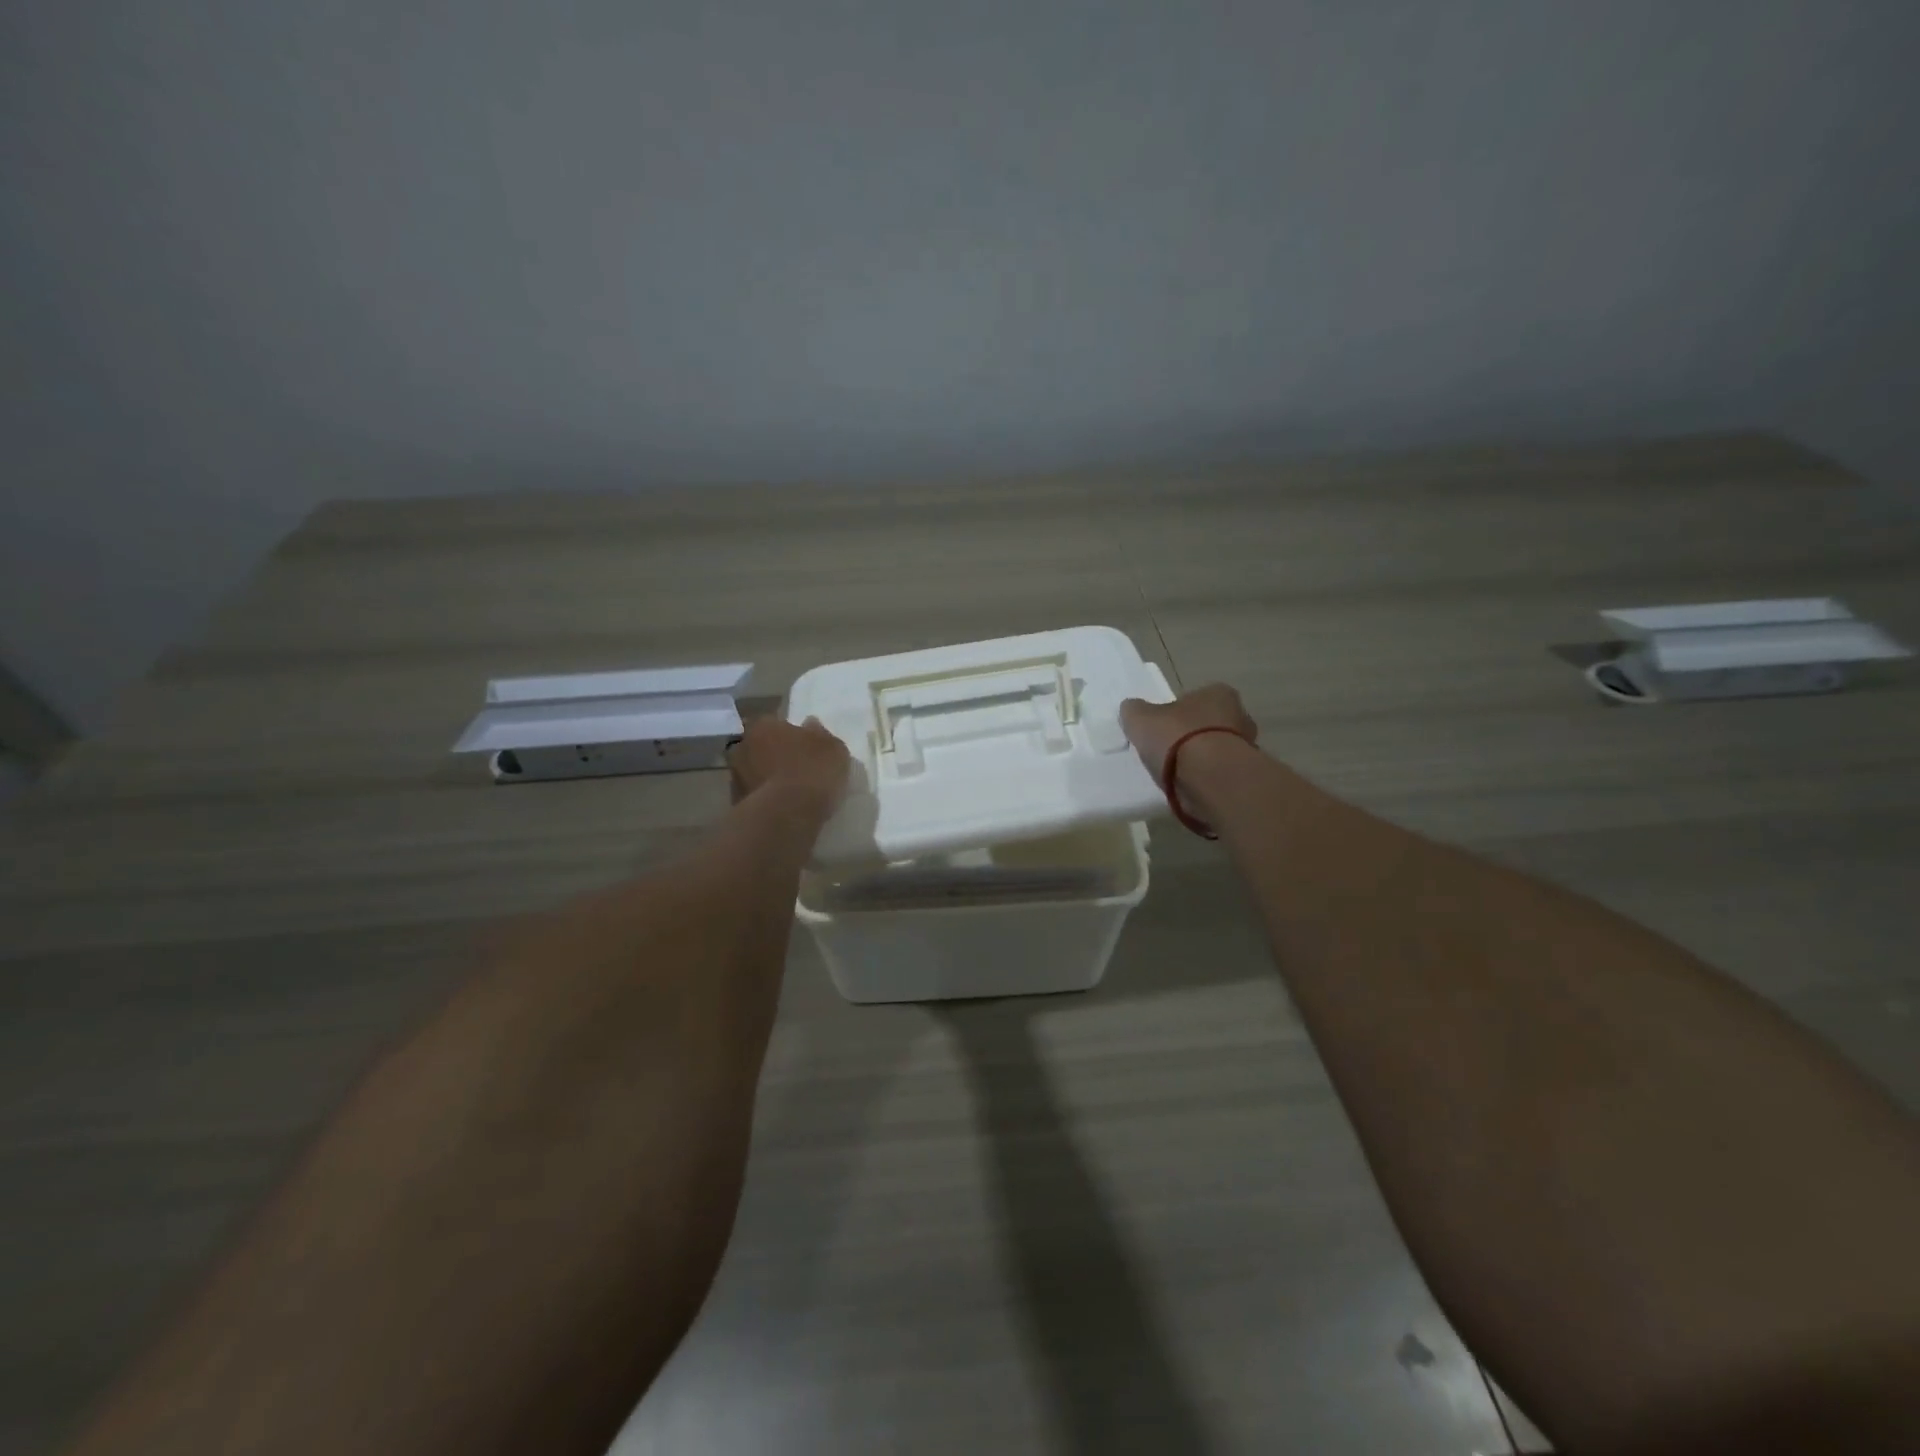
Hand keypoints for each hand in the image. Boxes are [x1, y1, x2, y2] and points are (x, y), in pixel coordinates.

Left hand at [726, 716, 850, 810]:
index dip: (791, 735)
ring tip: (792, 794)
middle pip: (761, 747)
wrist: (785, 816)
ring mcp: (735, 777)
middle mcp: (743, 746)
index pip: (775, 724)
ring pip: (755, 772)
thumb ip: (820, 734)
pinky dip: (766, 801)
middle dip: (775, 756)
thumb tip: (810, 725)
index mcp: (764, 725)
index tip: (805, 748)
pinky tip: (784, 810)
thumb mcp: (833, 749)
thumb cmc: (812, 772)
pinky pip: (755, 797)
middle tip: (797, 770)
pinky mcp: (735, 805)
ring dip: (769, 779)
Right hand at [1119, 684, 1258, 786]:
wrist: (1210, 779)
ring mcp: (1247, 747)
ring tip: (1176, 774)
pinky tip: (1190, 787)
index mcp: (1218, 693)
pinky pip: (1220, 773)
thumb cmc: (1177, 737)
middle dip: (1193, 736)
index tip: (1163, 728)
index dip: (1178, 712)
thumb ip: (1135, 711)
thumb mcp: (1140, 718)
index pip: (1197, 698)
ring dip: (1202, 760)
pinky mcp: (1246, 776)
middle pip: (1211, 723)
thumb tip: (1132, 708)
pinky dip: (1207, 779)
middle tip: (1169, 751)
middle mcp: (1240, 715)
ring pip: (1219, 749)